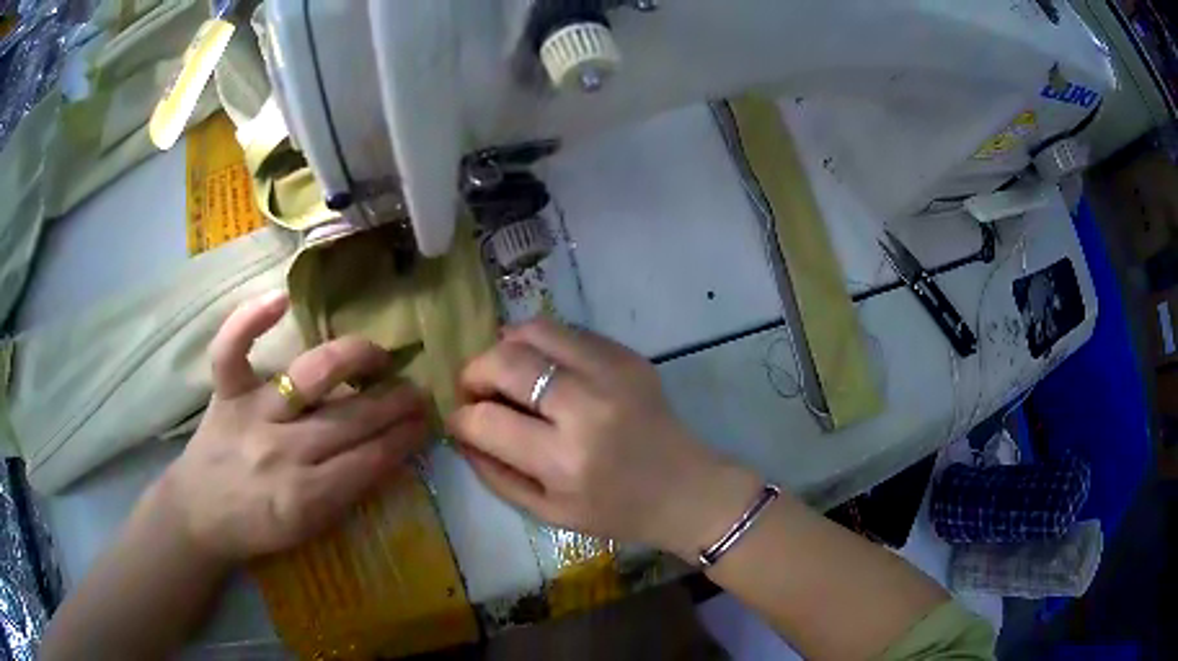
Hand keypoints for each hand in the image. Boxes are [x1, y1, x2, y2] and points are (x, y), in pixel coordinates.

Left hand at [155, 291, 428, 563]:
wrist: (199, 515)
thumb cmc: (257, 528)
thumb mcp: (310, 529)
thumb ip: (347, 492)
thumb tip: (387, 453)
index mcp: (306, 497)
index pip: (369, 461)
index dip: (402, 439)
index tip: (425, 423)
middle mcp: (282, 451)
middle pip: (349, 419)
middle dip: (393, 403)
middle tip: (418, 390)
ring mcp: (251, 414)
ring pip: (309, 377)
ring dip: (353, 360)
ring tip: (379, 355)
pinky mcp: (224, 392)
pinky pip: (232, 350)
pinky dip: (251, 320)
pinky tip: (281, 299)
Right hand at [447, 319, 761, 560]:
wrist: (687, 489)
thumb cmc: (616, 511)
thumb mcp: (547, 512)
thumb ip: (494, 473)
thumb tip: (460, 431)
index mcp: (565, 460)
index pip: (486, 420)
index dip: (460, 418)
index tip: (459, 420)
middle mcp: (587, 406)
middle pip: (506, 360)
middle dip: (474, 372)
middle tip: (476, 390)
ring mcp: (612, 372)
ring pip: (535, 330)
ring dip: (505, 347)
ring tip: (505, 372)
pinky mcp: (628, 356)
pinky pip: (567, 332)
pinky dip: (541, 345)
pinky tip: (543, 370)